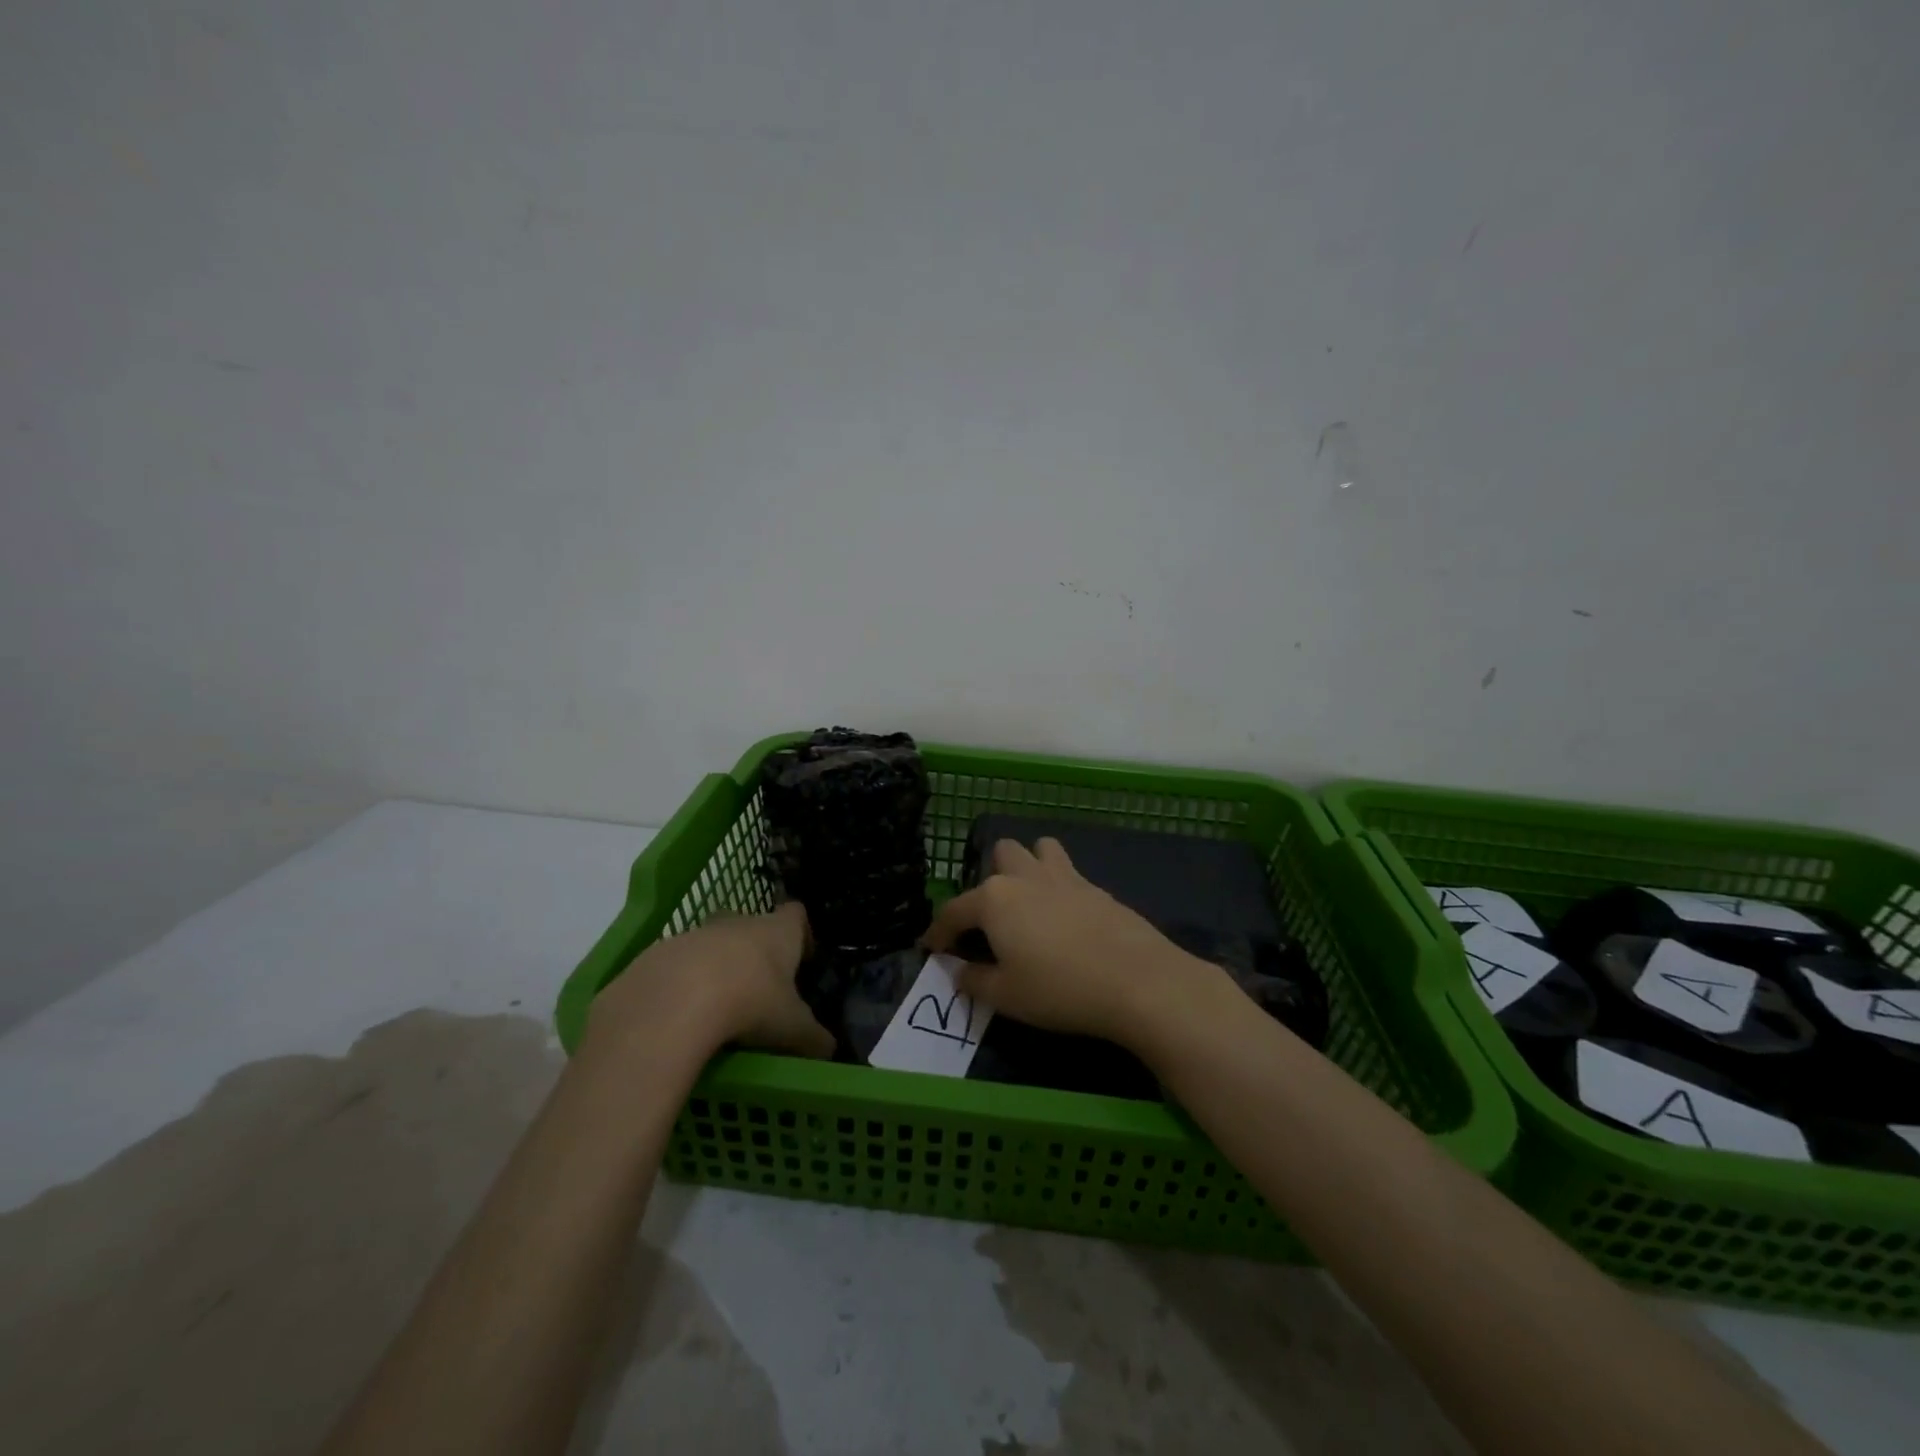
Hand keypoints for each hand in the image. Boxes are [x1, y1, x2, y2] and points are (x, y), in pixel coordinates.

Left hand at [586, 902, 834, 1060]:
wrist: (673, 1002)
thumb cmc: (750, 1002)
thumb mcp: (792, 1029)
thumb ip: (814, 1038)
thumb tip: (829, 1050)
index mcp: (778, 931)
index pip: (796, 914)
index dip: (801, 933)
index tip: (802, 958)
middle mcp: (739, 922)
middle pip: (752, 925)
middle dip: (755, 952)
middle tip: (760, 989)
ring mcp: (696, 935)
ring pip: (712, 945)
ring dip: (716, 969)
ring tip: (719, 1011)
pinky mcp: (658, 955)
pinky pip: (677, 968)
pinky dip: (682, 988)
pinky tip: (682, 1021)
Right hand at [923, 837, 1217, 1047]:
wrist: (1136, 980)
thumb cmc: (1059, 989)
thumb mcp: (1006, 996)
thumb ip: (974, 981)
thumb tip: (959, 971)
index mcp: (994, 899)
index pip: (953, 911)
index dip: (938, 932)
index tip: (932, 949)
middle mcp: (1026, 877)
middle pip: (1000, 854)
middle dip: (990, 879)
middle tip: (993, 920)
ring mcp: (1065, 876)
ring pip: (1039, 848)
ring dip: (1029, 865)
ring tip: (1030, 901)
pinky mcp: (1096, 887)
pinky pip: (1069, 872)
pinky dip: (1059, 886)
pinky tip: (1066, 919)